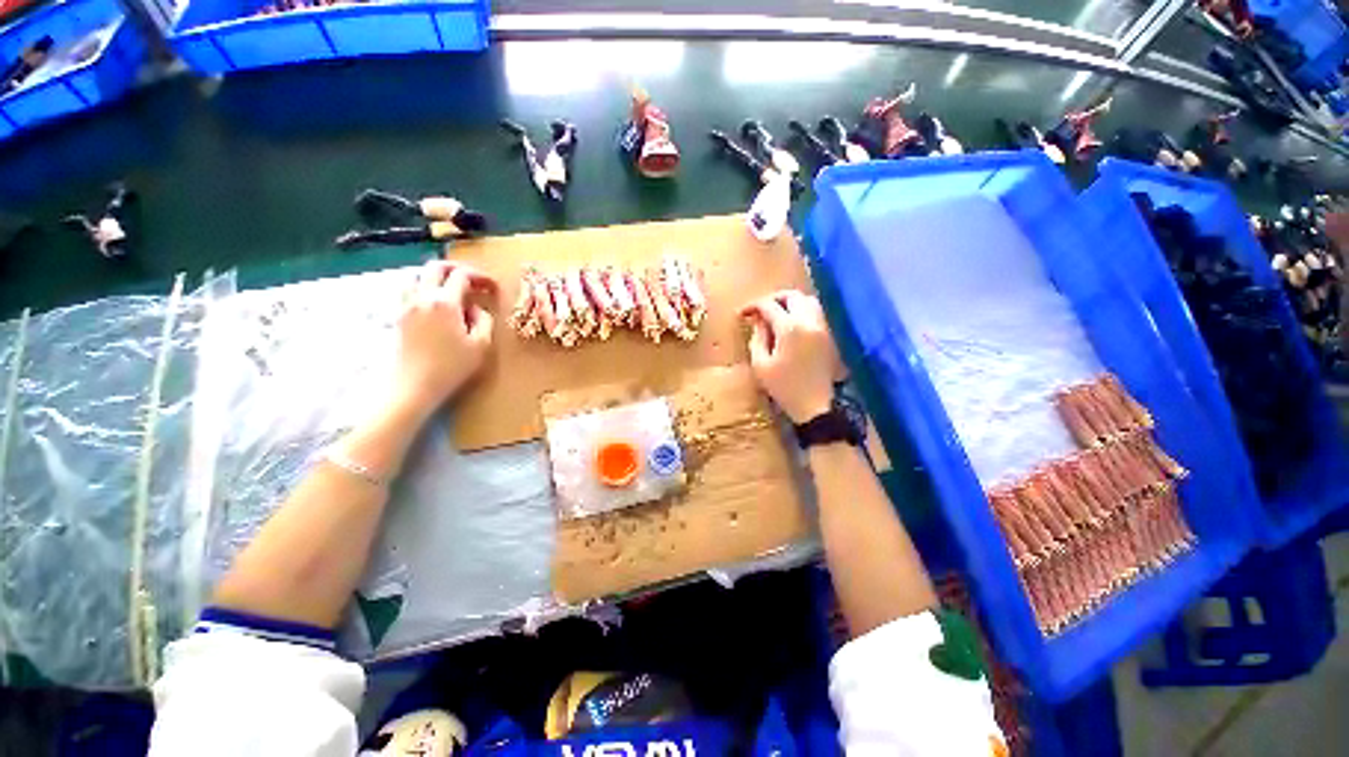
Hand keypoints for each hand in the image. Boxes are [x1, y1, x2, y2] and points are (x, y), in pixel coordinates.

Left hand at [390, 260, 497, 416]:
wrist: (413, 385)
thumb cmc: (451, 367)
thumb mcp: (480, 345)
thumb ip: (483, 320)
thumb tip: (476, 308)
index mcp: (445, 302)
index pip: (462, 275)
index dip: (481, 277)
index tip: (493, 288)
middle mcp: (422, 297)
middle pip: (436, 267)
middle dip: (458, 269)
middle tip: (474, 282)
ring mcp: (406, 305)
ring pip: (419, 275)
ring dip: (439, 277)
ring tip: (454, 291)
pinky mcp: (399, 315)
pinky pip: (410, 290)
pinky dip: (425, 288)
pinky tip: (436, 303)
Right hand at [740, 291, 838, 422]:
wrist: (815, 406)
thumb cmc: (784, 388)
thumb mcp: (761, 365)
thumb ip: (757, 338)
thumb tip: (757, 321)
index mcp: (790, 328)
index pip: (769, 305)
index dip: (753, 306)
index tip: (743, 314)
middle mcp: (809, 321)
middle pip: (792, 296)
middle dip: (773, 298)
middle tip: (760, 309)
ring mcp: (822, 327)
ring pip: (808, 301)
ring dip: (790, 302)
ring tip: (775, 314)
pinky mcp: (828, 336)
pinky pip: (816, 312)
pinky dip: (802, 310)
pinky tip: (790, 323)